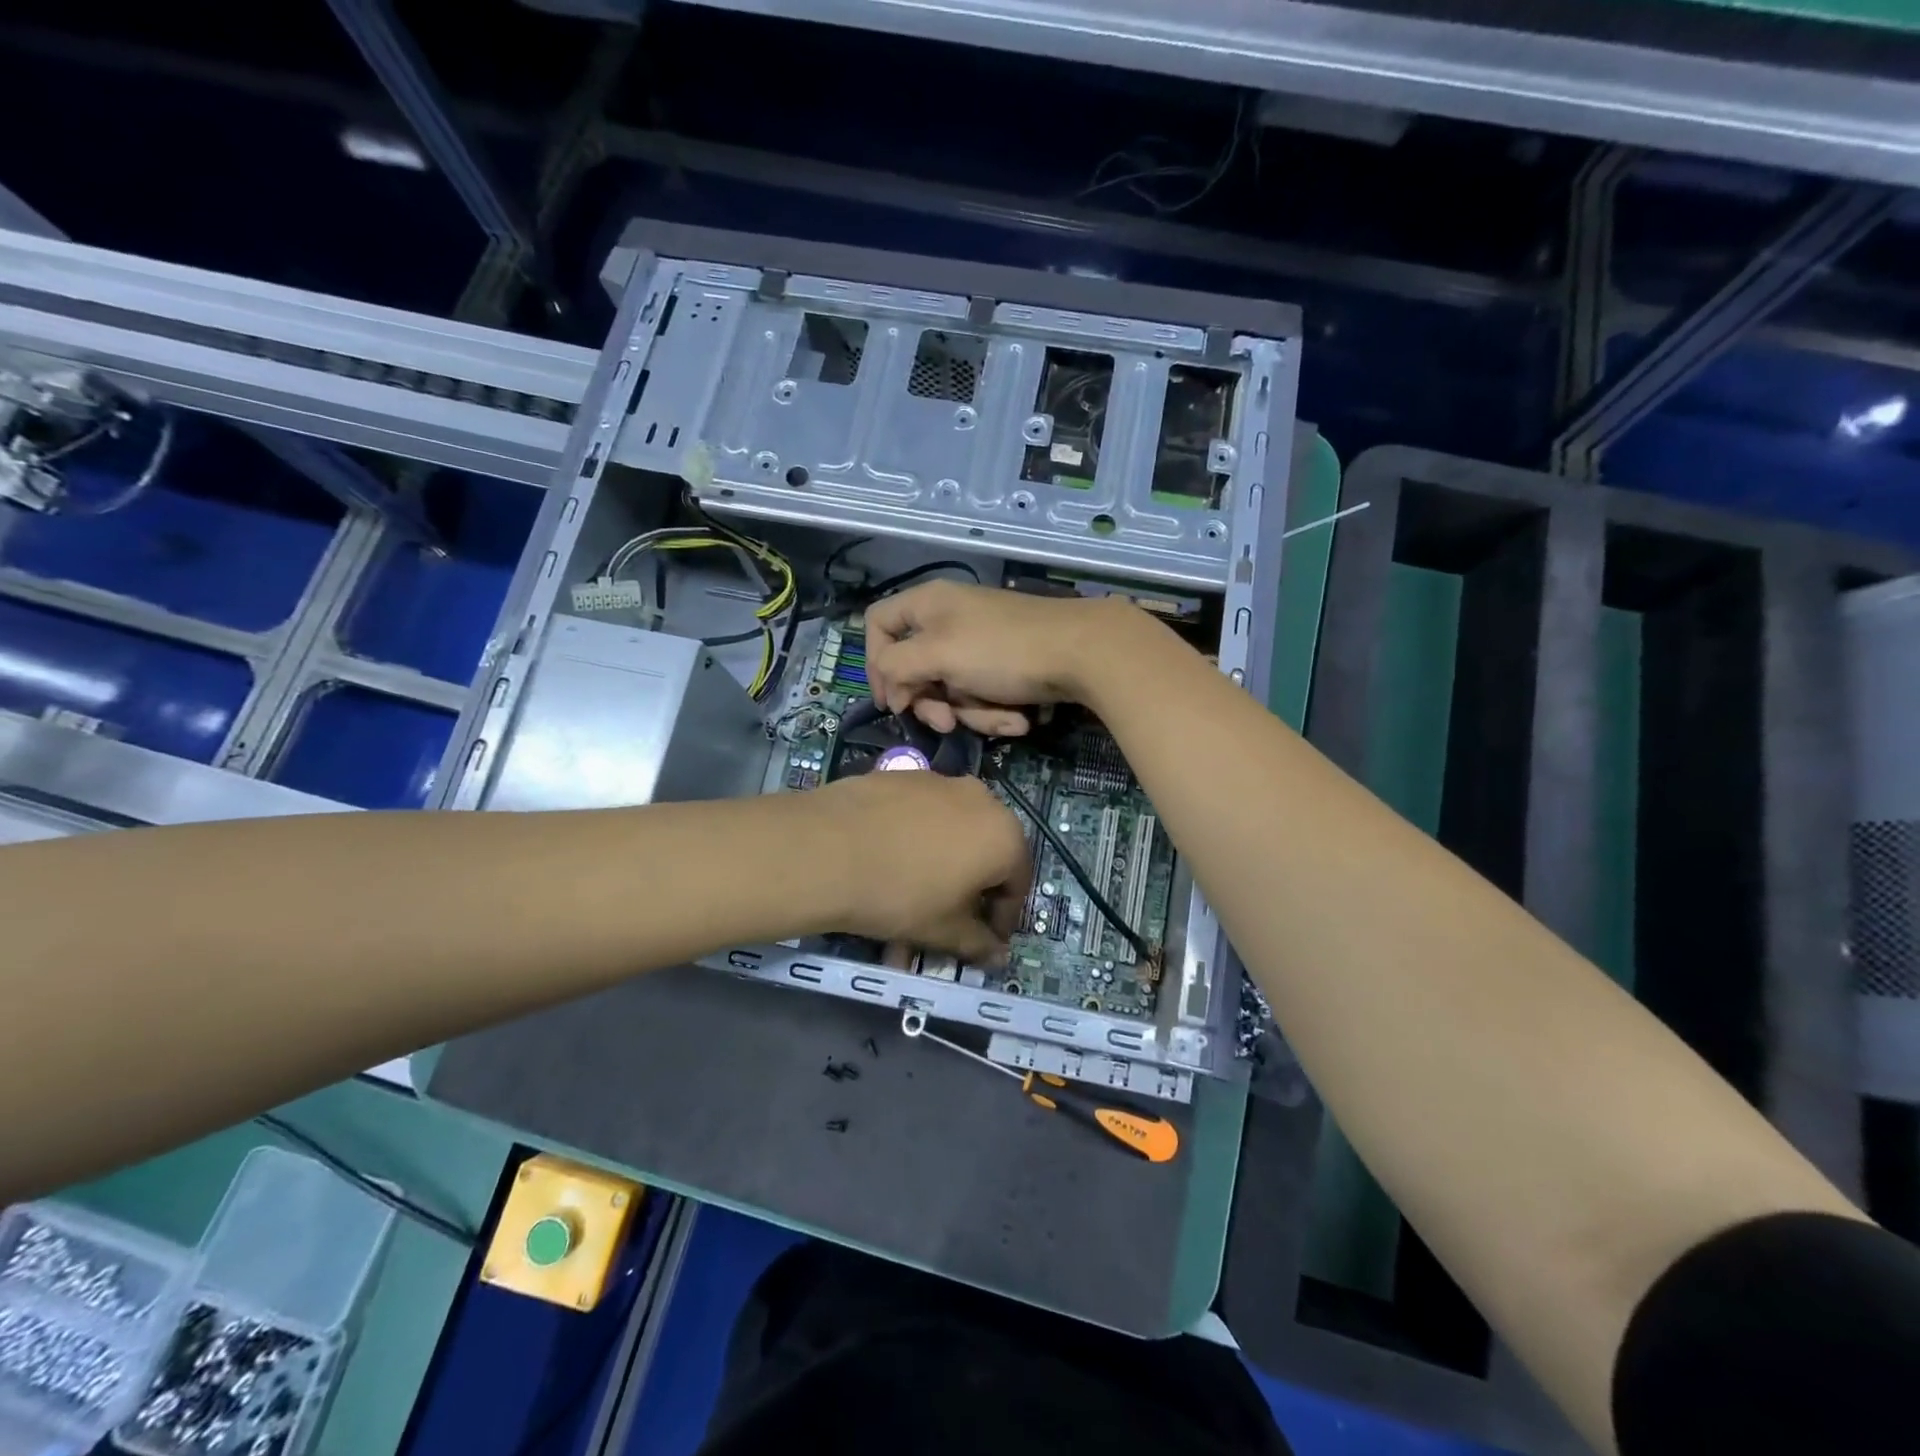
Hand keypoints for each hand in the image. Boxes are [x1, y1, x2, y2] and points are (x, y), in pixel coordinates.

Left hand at [808, 771, 1031, 963]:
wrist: (827, 849)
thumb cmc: (901, 895)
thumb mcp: (944, 930)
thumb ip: (979, 943)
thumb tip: (999, 956)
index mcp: (1004, 836)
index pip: (1017, 884)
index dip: (1002, 919)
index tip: (983, 942)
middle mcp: (982, 800)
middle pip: (986, 852)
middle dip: (971, 889)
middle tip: (948, 918)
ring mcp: (940, 782)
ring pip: (951, 832)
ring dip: (941, 865)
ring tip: (908, 897)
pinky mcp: (904, 775)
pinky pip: (922, 814)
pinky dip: (915, 840)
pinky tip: (887, 861)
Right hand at [865, 581, 1129, 735]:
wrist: (1082, 653)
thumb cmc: (1001, 650)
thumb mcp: (938, 654)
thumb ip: (897, 667)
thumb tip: (890, 688)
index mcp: (927, 605)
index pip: (878, 625)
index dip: (874, 664)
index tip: (891, 700)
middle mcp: (948, 620)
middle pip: (915, 668)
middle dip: (933, 703)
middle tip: (947, 723)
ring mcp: (978, 644)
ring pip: (951, 690)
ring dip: (974, 713)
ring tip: (1005, 719)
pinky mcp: (1003, 666)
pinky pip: (982, 694)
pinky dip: (997, 710)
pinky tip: (1022, 718)